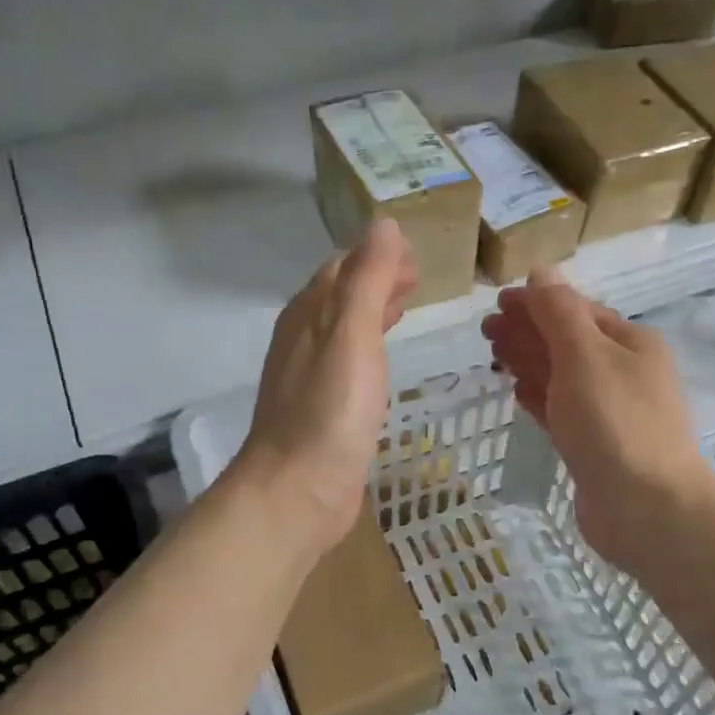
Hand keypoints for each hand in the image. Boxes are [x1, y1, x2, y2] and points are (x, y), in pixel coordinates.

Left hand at [236, 219, 417, 553]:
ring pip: (342, 330)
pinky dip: (368, 349)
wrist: (298, 490)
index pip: (342, 267)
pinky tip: (381, 365)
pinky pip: (346, 364)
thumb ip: (368, 279)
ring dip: (371, 312)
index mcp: (308, 315)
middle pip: (339, 296)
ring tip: (404, 307)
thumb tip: (383, 225)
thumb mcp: (352, 333)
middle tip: (416, 277)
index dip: (376, 255)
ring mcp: (309, 378)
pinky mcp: (320, 412)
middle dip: (375, 280)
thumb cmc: (329, 410)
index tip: (413, 253)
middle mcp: (303, 340)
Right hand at [482, 270, 712, 572]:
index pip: (576, 310)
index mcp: (629, 342)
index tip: (495, 303)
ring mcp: (609, 412)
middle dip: (527, 331)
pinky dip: (540, 397)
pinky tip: (518, 391)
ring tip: (494, 354)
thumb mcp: (585, 355)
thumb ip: (559, 313)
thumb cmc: (615, 423)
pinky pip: (562, 411)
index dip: (536, 303)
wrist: (647, 509)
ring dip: (529, 361)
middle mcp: (623, 372)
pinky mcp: (594, 447)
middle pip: (567, 342)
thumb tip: (540, 273)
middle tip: (486, 330)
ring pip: (562, 377)